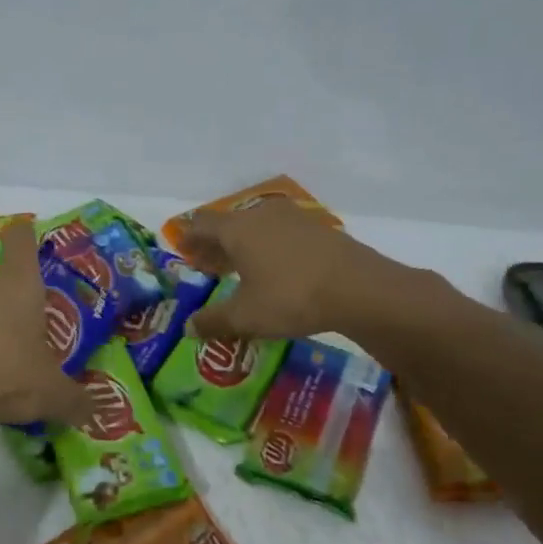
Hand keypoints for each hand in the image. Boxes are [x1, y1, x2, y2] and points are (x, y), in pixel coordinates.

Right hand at [182, 199, 397, 340]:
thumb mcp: (245, 316)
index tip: (183, 253)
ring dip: (243, 246)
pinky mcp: (318, 228)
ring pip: (256, 227)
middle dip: (215, 245)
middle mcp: (261, 215)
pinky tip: (275, 270)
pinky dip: (269, 248)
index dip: (189, 238)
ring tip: (240, 270)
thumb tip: (188, 328)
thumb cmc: (290, 298)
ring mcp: (293, 218)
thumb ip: (213, 321)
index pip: (201, 224)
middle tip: (207, 266)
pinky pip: (281, 233)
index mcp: (237, 229)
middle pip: (228, 224)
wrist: (358, 288)